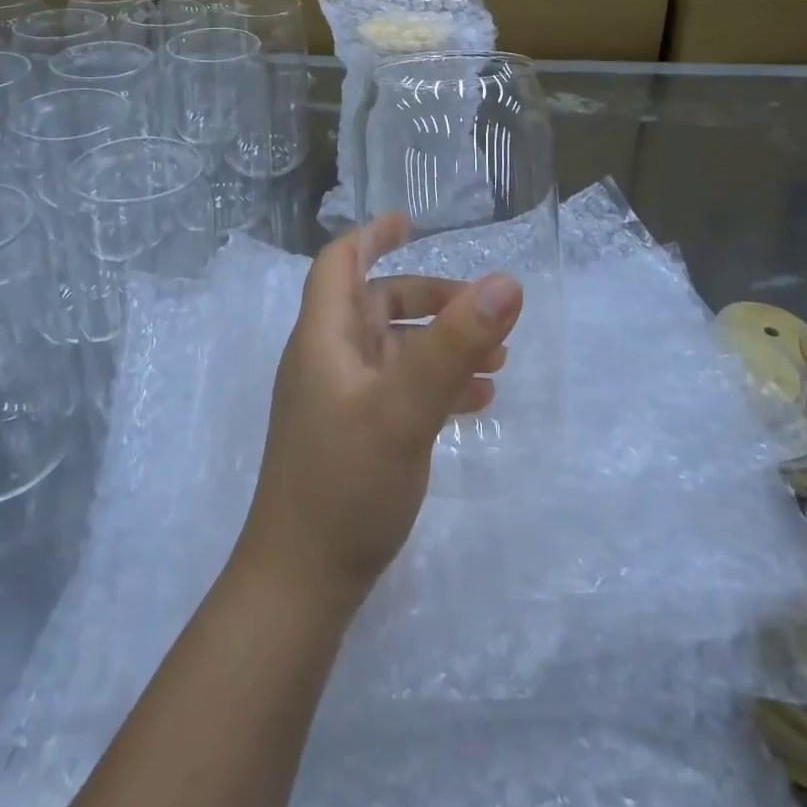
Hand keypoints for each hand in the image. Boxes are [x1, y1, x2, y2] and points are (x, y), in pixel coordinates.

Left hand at [235, 213, 522, 610]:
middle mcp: (326, 358)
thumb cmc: (345, 482)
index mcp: (324, 337)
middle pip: (378, 305)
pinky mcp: (352, 434)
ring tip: (498, 361)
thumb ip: (455, 344)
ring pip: (394, 349)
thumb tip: (505, 283)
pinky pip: (398, 388)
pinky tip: (476, 403)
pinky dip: (434, 383)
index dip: (372, 235)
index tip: (412, 222)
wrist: (301, 583)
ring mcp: (338, 398)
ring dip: (441, 345)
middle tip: (485, 311)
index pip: (340, 263)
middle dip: (431, 300)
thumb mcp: (406, 407)